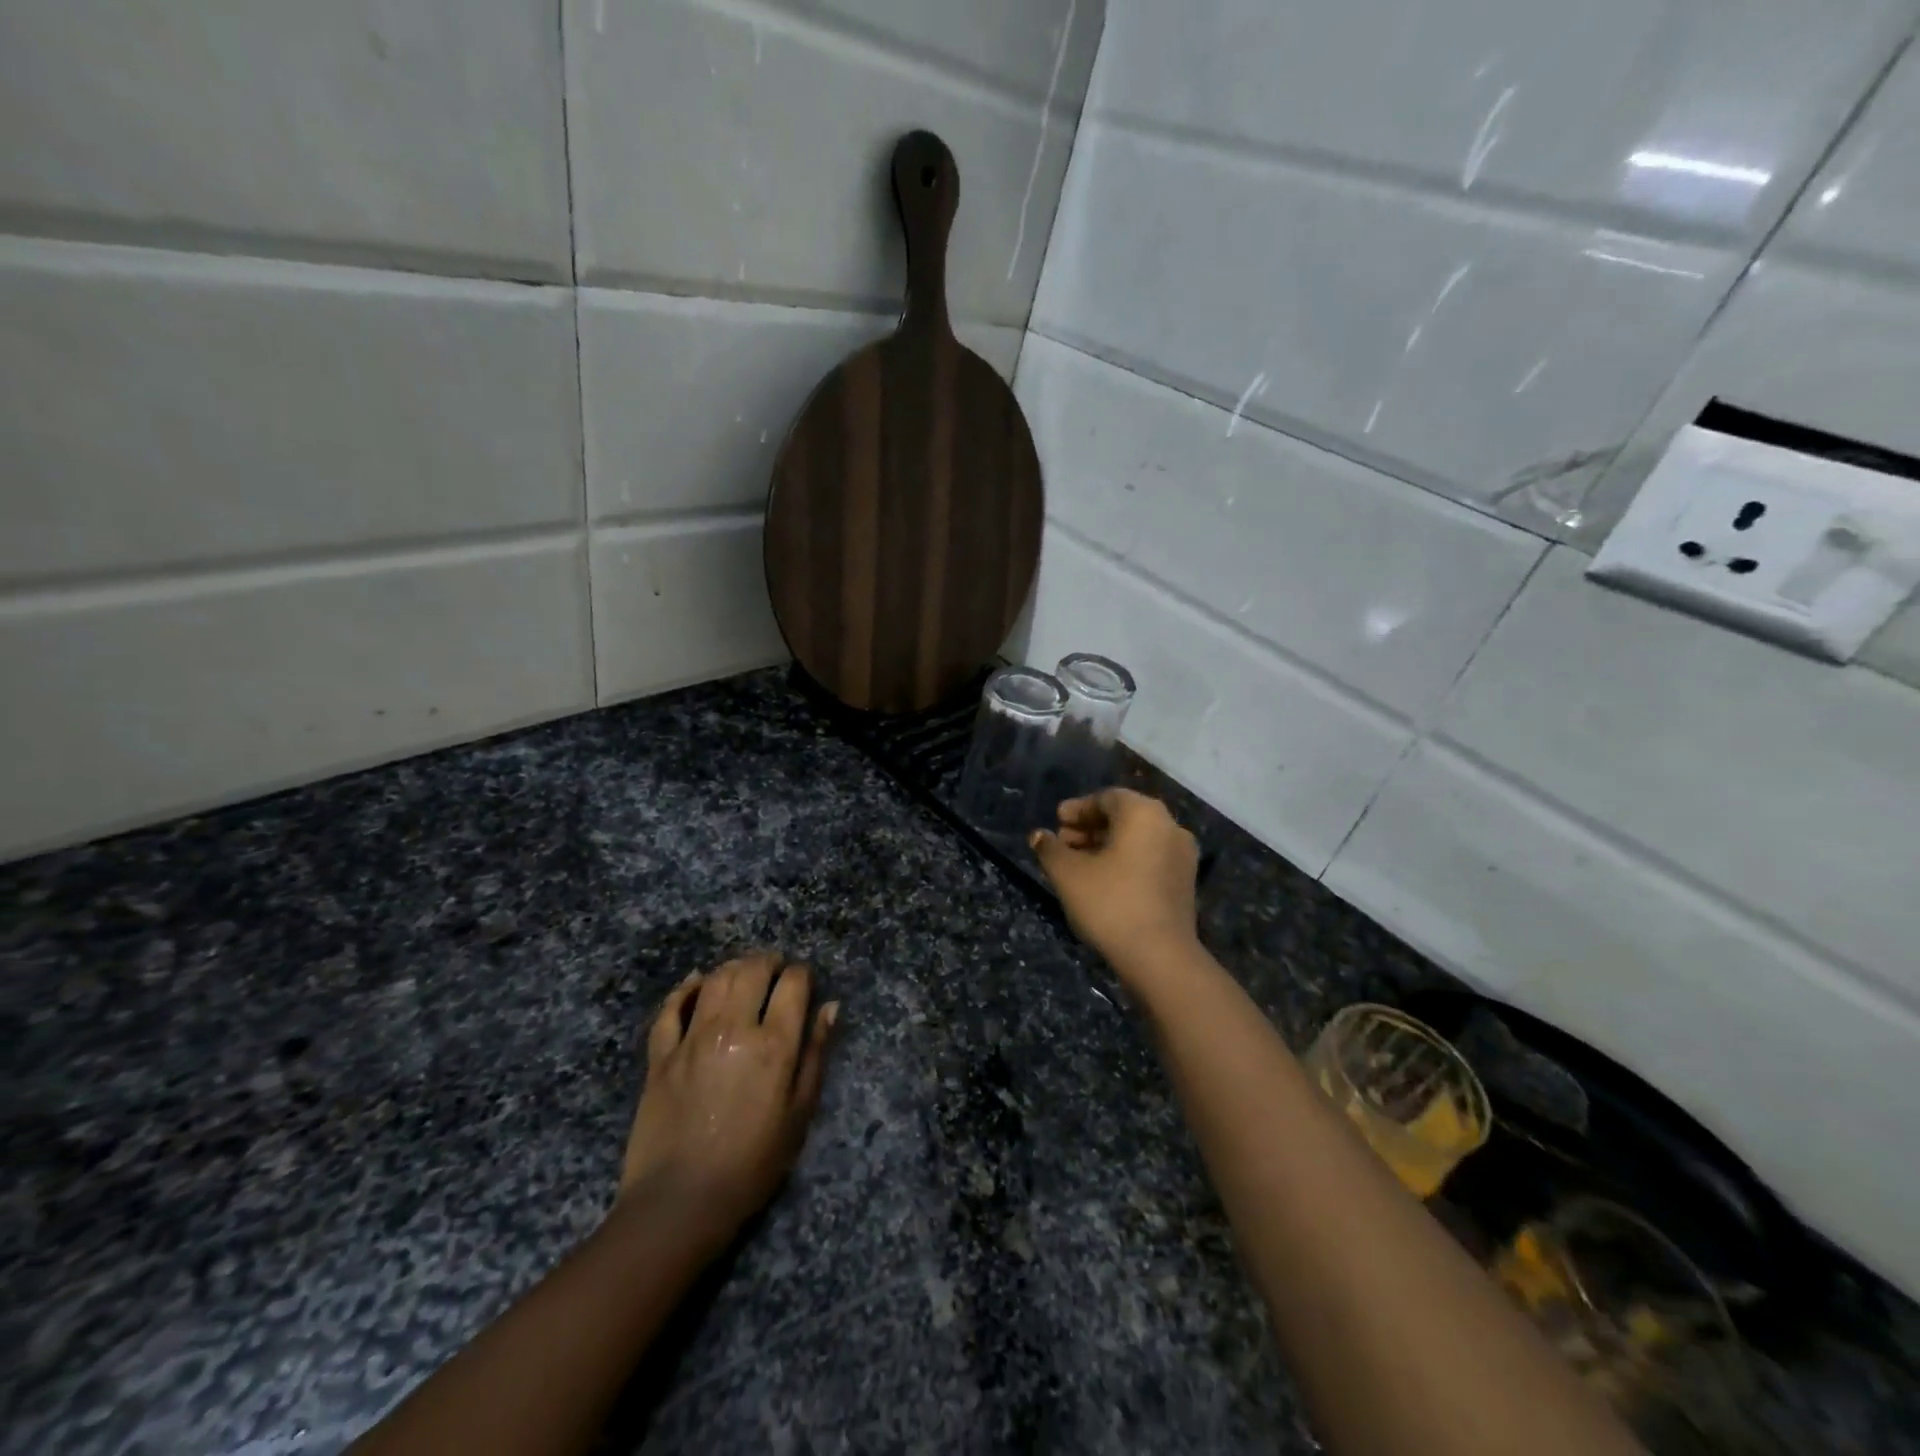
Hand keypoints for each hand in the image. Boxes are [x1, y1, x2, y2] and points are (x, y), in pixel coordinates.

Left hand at [621, 952, 837, 1239]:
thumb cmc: (752, 1163)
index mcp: (773, 1045)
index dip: (802, 974)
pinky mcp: (661, 1054)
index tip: (805, 982)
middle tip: (776, 969)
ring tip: (744, 973)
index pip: (793, 984)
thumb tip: (831, 1007)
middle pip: (752, 970)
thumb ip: (815, 1054)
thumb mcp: (799, 1113)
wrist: (680, 1202)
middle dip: (769, 962)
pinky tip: (697, 982)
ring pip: (715, 979)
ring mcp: (692, 1038)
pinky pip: (671, 1008)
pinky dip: (686, 989)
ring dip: (733, 967)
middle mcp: (733, 1029)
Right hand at [1031, 790, 1200, 980]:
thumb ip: (1050, 849)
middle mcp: (1169, 826)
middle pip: (1124, 817)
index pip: (1106, 798)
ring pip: (1138, 839)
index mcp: (1143, 813)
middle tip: (1063, 842)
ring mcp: (1182, 855)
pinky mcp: (1185, 882)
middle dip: (1090, 827)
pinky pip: (1150, 858)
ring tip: (1078, 863)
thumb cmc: (1110, 903)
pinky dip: (1126, 860)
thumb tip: (1039, 836)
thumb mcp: (1068, 874)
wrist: (1160, 956)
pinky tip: (1103, 880)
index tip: (1056, 821)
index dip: (1078, 808)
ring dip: (1106, 845)